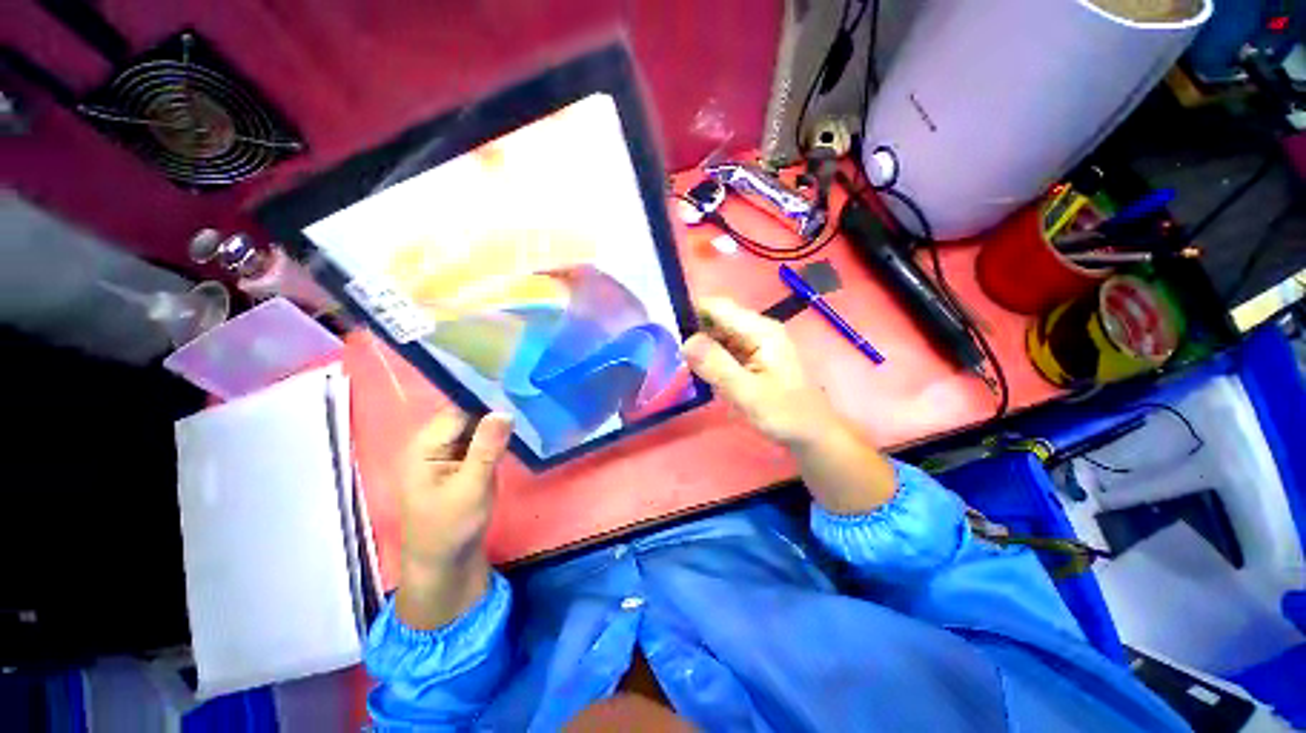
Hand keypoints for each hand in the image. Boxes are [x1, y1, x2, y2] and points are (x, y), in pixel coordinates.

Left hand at [396, 408, 512, 628]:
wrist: (442, 572)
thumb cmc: (450, 530)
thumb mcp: (472, 488)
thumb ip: (487, 448)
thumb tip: (504, 410)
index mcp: (423, 445)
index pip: (458, 411)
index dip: (485, 403)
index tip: (518, 395)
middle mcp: (429, 448)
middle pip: (464, 421)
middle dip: (491, 419)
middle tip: (527, 411)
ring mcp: (440, 463)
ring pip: (470, 437)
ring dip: (492, 437)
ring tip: (524, 423)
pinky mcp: (453, 477)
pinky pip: (472, 454)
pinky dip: (488, 453)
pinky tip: (509, 448)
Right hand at [683, 297, 896, 514]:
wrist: (812, 434)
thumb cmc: (785, 414)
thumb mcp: (748, 394)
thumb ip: (717, 366)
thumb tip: (685, 341)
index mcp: (760, 330)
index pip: (717, 307)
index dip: (690, 314)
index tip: (665, 333)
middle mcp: (758, 329)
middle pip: (716, 320)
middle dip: (693, 335)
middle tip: (671, 359)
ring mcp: (756, 343)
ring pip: (718, 336)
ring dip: (701, 351)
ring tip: (682, 370)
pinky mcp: (753, 358)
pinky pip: (725, 351)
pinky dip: (712, 361)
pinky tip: (702, 378)